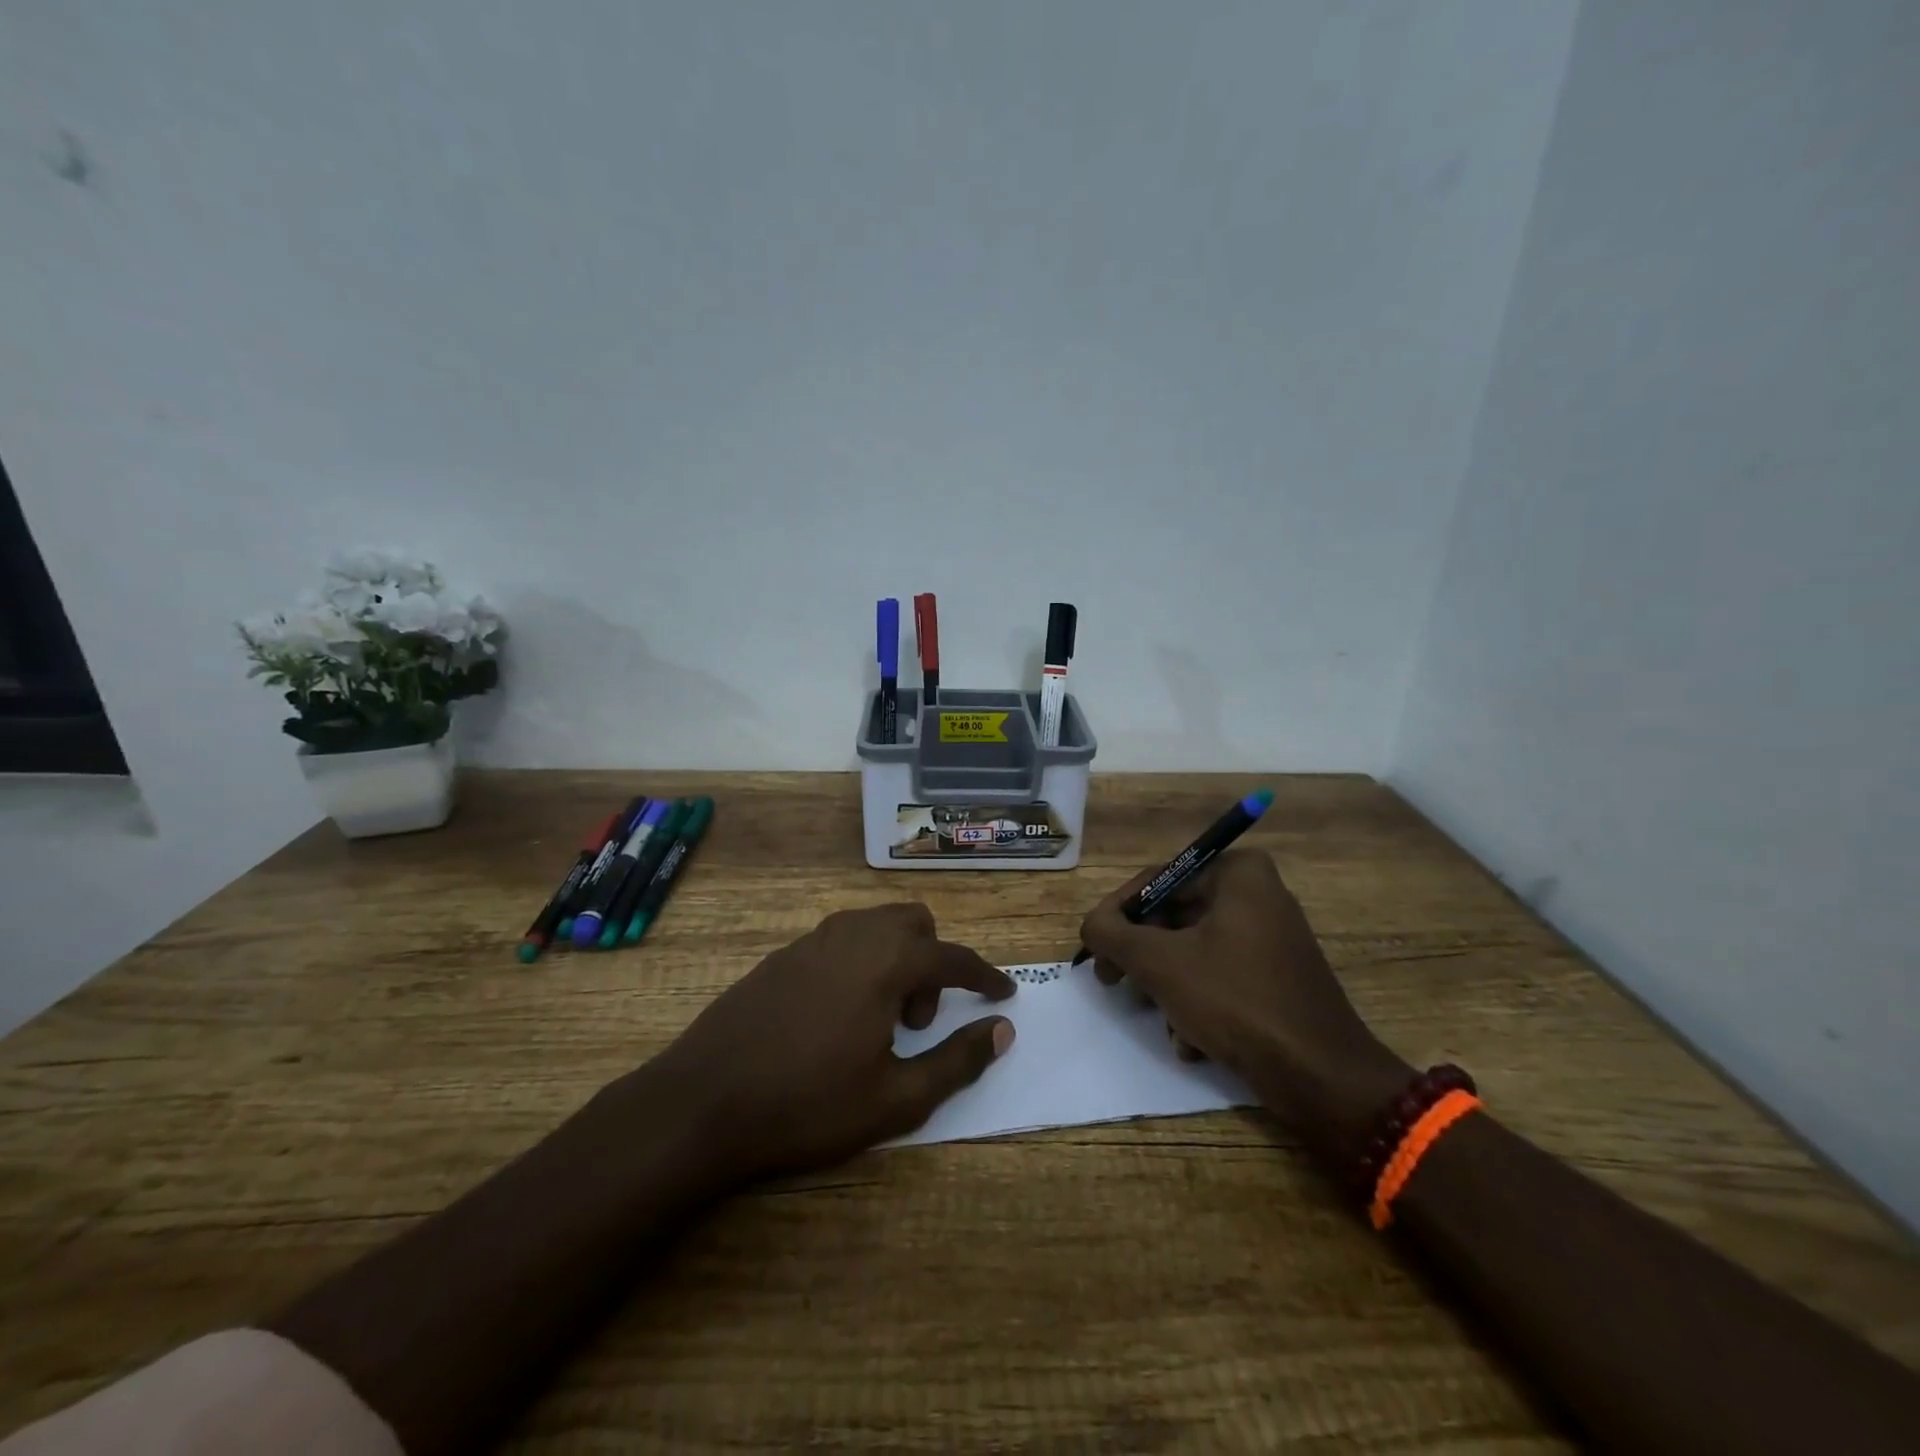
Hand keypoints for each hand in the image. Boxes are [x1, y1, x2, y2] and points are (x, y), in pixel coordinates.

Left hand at [646, 903, 1015, 1180]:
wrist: (703, 1102)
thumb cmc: (808, 1104)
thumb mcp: (896, 1098)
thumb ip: (958, 1060)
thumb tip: (1002, 1030)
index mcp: (887, 961)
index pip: (953, 957)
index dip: (984, 976)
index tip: (1003, 994)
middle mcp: (853, 935)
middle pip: (914, 922)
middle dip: (931, 962)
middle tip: (916, 1021)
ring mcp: (813, 940)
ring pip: (875, 925)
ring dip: (895, 959)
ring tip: (878, 1020)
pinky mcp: (783, 955)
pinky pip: (841, 940)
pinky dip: (859, 962)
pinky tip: (836, 1016)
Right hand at [1079, 850, 1411, 1164]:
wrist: (1320, 1076)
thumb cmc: (1236, 1000)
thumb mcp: (1160, 963)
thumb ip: (1112, 934)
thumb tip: (1091, 924)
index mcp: (1238, 874)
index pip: (1158, 880)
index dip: (1118, 913)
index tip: (1095, 947)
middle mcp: (1257, 895)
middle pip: (1174, 916)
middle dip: (1142, 956)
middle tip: (1112, 981)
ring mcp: (1270, 938)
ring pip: (1192, 951)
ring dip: (1167, 987)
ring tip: (1158, 1019)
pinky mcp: (1276, 978)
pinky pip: (1219, 976)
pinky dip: (1197, 1004)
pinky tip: (1191, 1040)